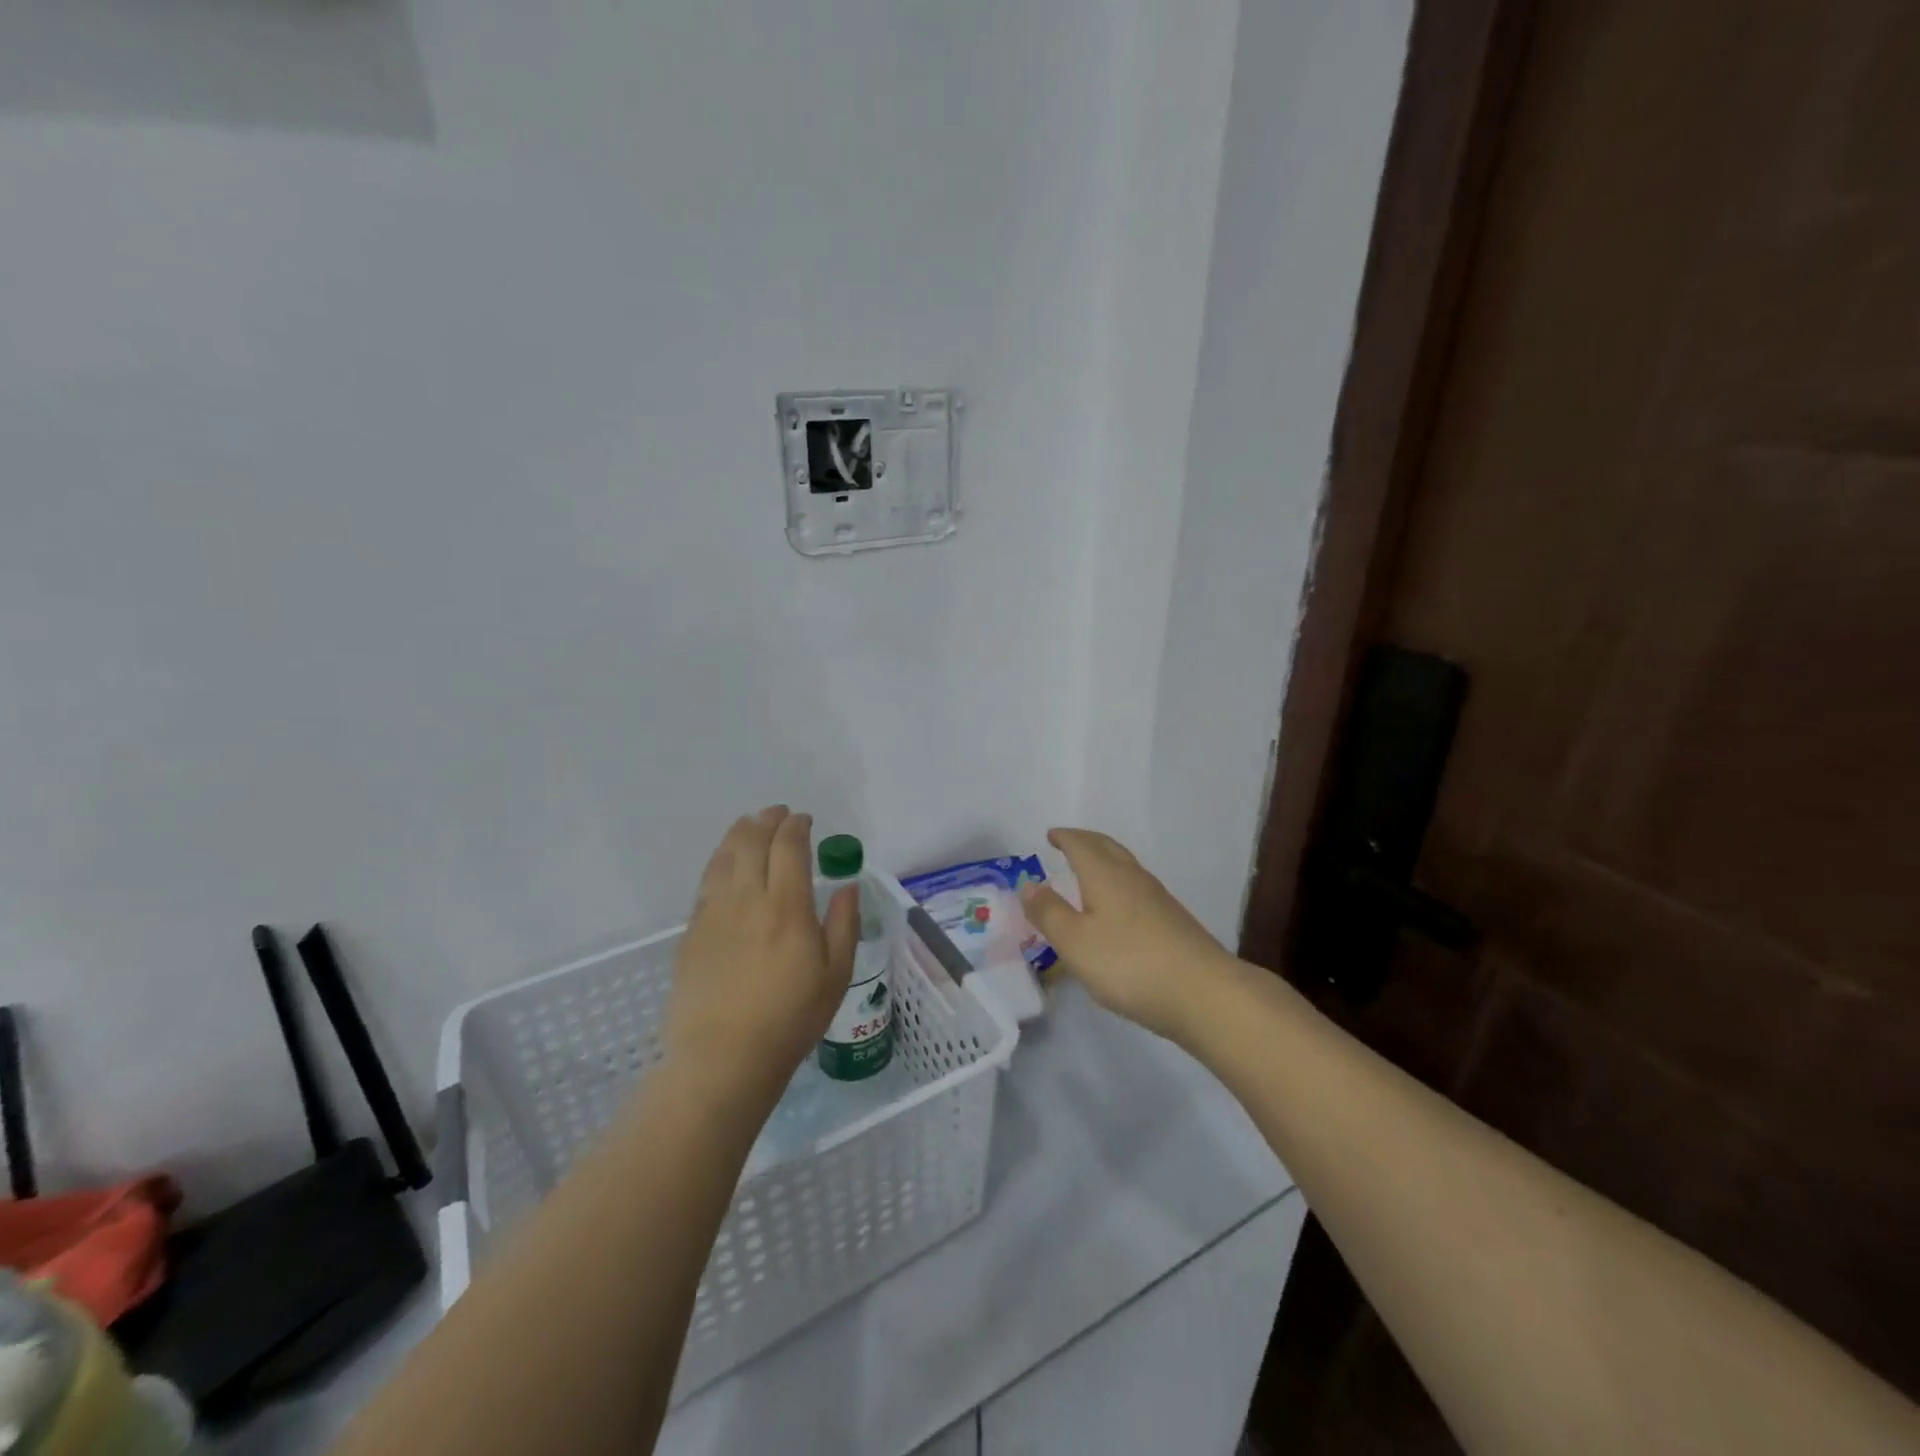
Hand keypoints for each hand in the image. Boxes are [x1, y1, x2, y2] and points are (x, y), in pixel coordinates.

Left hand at [662, 807, 858, 1107]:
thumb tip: (848, 885)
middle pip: (752, 842)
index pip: (788, 847)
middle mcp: (747, 899)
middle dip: (767, 820)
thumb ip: (844, 923)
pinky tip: (725, 864)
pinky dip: (719, 861)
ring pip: (724, 857)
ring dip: (739, 834)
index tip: (804, 820)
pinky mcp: (693, 931)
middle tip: (777, 814)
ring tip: (749, 825)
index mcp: (787, 906)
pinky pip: (706, 882)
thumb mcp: (836, 974)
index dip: (796, 826)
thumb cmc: (791, 1018)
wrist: (724, 1057)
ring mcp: (714, 913)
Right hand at [1018, 828, 1239, 1042]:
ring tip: (1089, 872)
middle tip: (1069, 843)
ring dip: (1105, 862)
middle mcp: (1133, 878)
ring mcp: (1158, 900)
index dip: (1065, 837)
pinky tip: (1118, 908)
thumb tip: (1028, 884)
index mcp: (1106, 875)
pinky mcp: (1173, 923)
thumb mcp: (1074, 942)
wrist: (1204, 993)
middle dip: (1086, 842)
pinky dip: (1119, 885)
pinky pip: (1137, 890)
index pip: (1081, 844)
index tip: (1051, 834)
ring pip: (1126, 868)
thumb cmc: (1129, 963)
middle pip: (1108, 848)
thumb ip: (1049, 912)